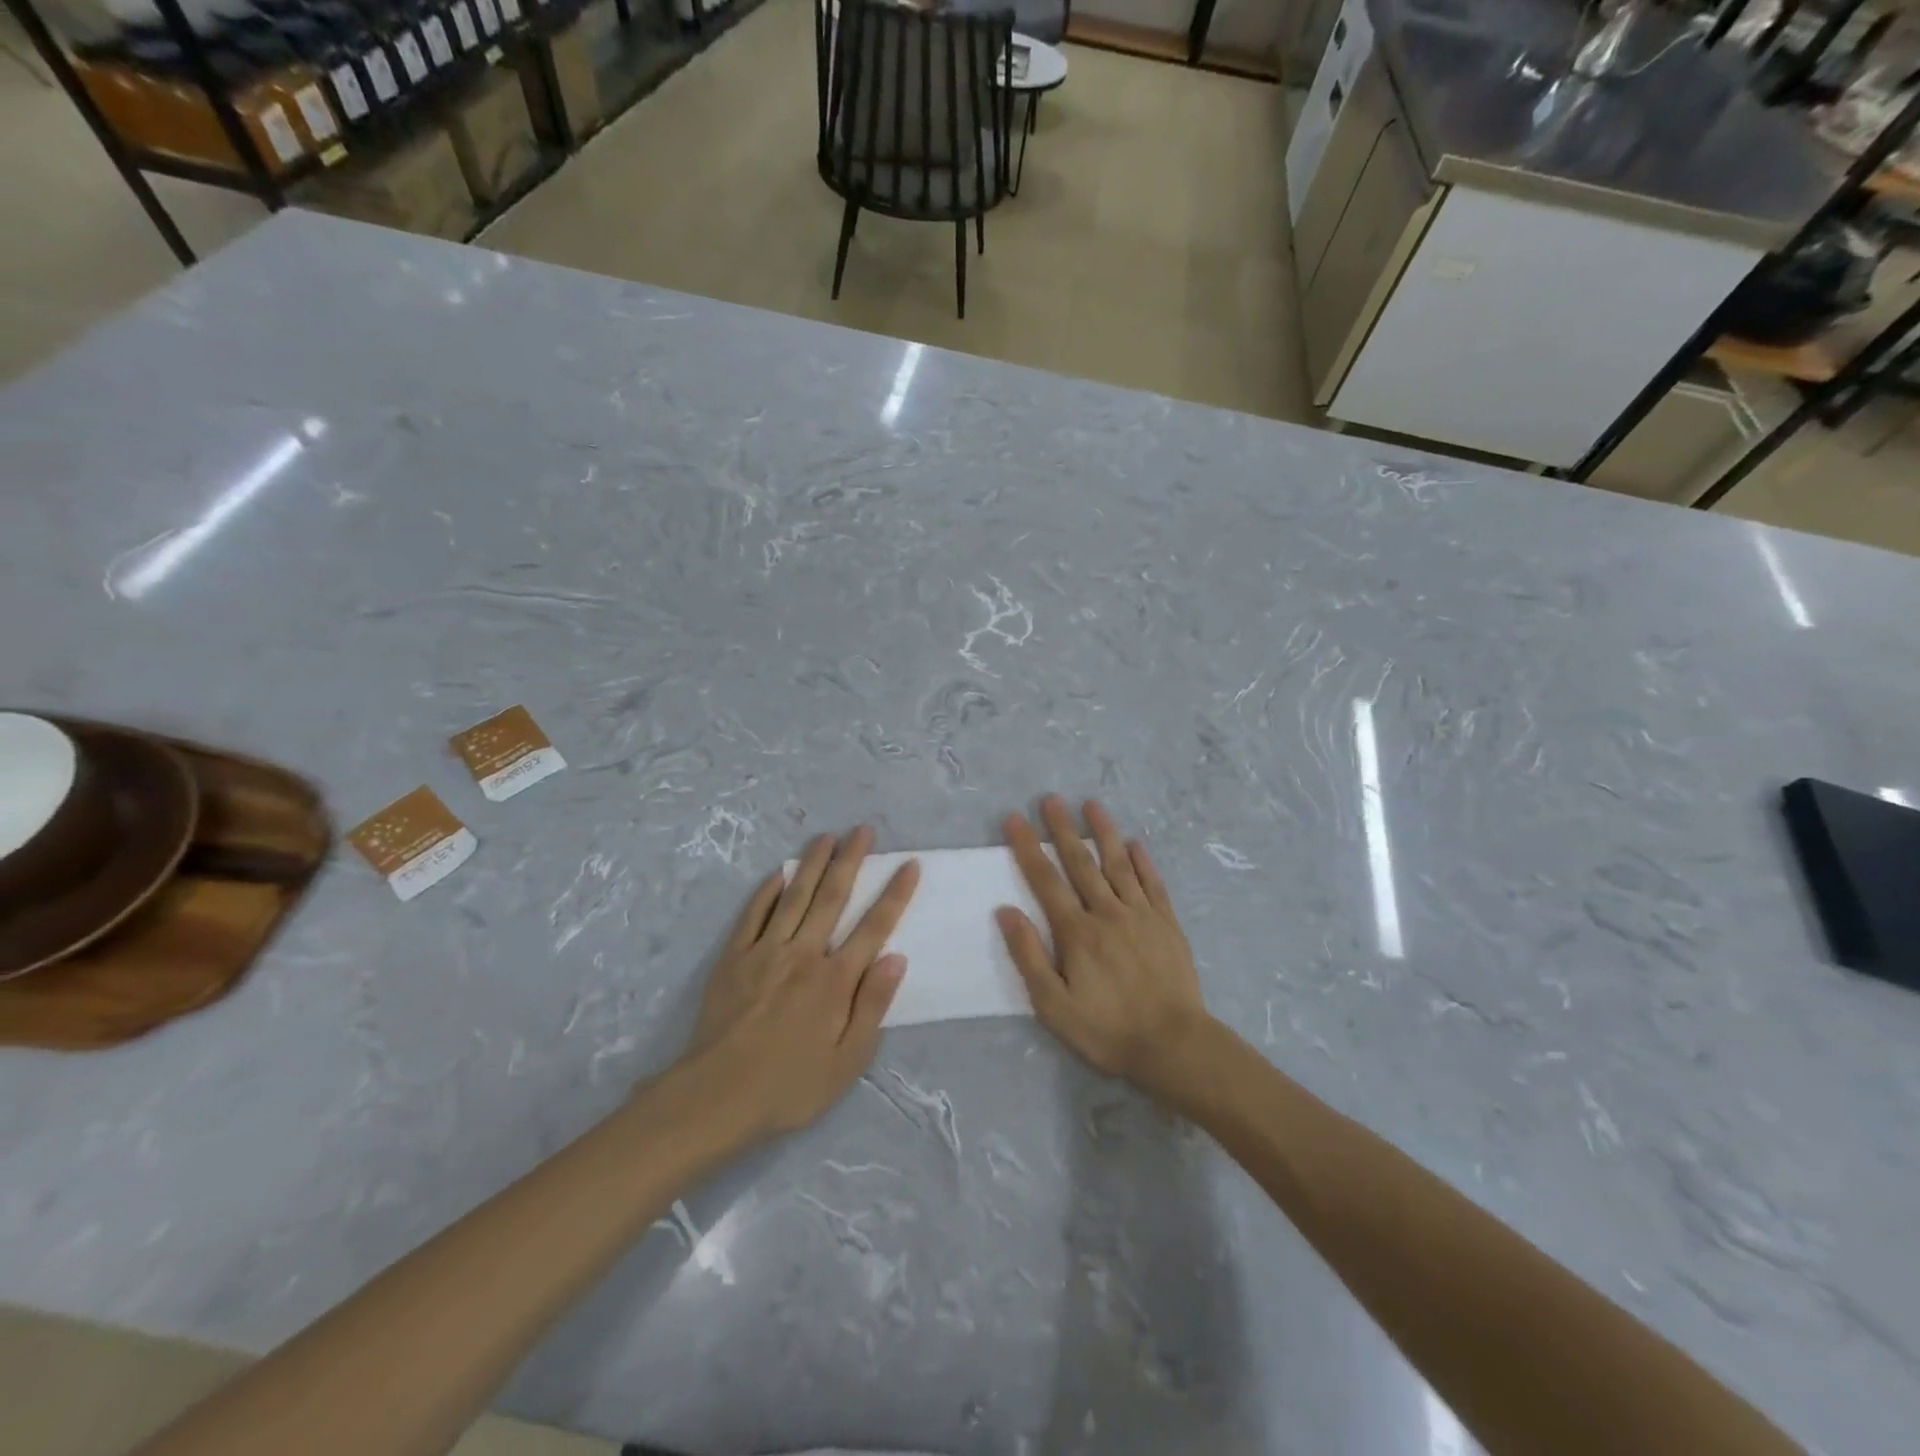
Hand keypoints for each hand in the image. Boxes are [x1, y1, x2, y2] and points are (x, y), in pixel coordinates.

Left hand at [685, 827, 919, 1136]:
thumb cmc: (790, 1086)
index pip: (873, 927)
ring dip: (812, 863)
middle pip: (832, 897)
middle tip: (863, 830)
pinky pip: (753, 914)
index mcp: (835, 980)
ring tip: (827, 836)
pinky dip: (767, 891)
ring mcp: (765, 951)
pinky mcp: (734, 957)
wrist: (716, 1097)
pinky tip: (778, 873)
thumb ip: (873, 1005)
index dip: (894, 894)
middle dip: (851, 860)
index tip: (908, 864)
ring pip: (794, 896)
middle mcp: (803, 954)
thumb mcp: (846, 1061)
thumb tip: (896, 957)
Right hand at [997, 797, 1210, 1092]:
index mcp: (1077, 932)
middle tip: (1050, 799)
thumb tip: (1005, 910)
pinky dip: (1143, 861)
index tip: (1014, 819)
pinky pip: (1153, 883)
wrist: (1174, 1044)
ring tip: (1092, 805)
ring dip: (1103, 832)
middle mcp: (1108, 912)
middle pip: (1081, 862)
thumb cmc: (1107, 1029)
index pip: (1045, 880)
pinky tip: (1136, 844)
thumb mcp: (1054, 1005)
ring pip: (1118, 864)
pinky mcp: (1167, 924)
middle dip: (1062, 828)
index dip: (1027, 847)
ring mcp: (1141, 915)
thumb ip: (1029, 956)